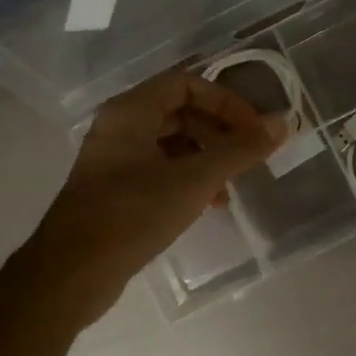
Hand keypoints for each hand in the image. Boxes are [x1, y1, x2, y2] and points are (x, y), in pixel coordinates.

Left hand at [20, 69, 286, 324]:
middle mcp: (120, 127)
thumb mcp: (195, 180)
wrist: (73, 271)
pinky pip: (159, 169)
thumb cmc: (133, 214)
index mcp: (131, 111)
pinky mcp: (115, 189)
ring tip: (232, 185)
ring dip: (206, 158)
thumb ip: (240, 150)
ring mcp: (114, 159)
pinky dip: (188, 179)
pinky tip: (209, 204)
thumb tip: (283, 122)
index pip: (186, 83)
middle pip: (179, 111)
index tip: (254, 128)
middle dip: (219, 131)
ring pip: (171, 143)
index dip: (225, 101)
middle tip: (249, 155)